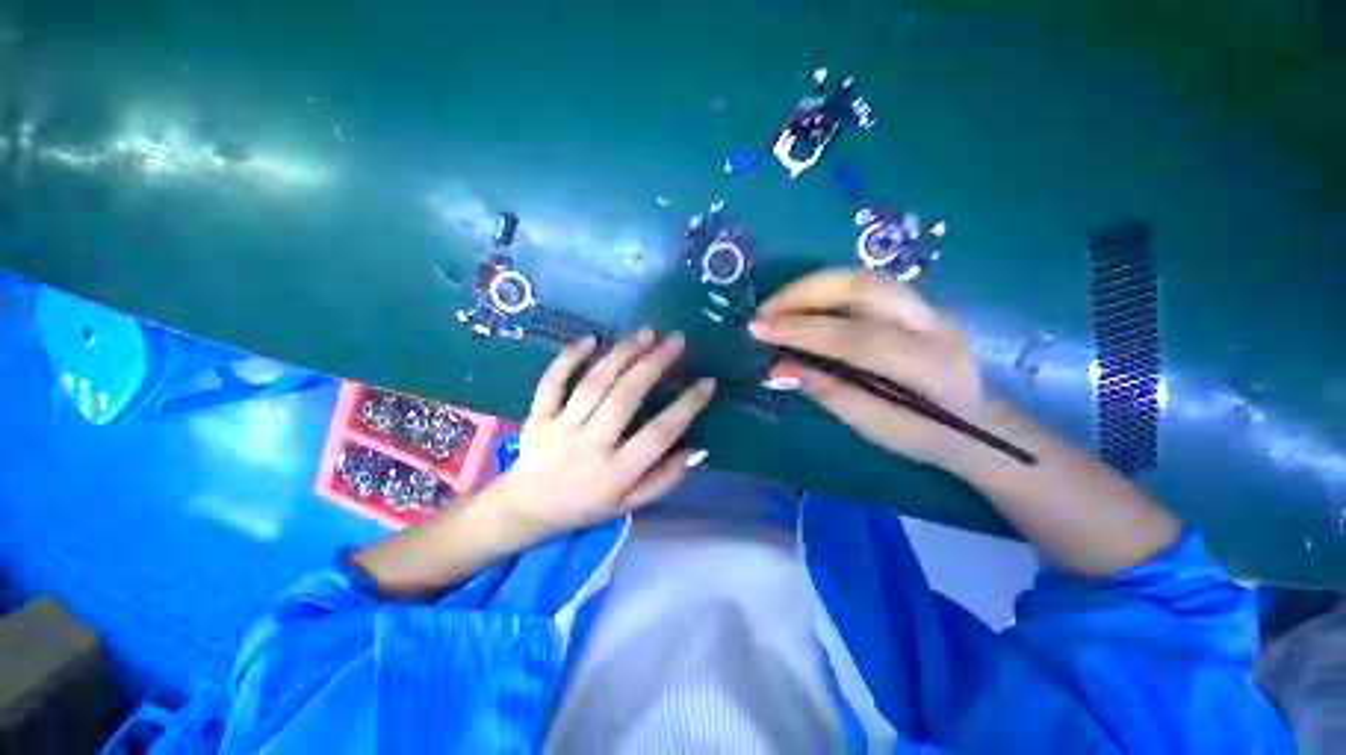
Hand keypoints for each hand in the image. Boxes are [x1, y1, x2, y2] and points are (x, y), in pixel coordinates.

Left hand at [493, 329, 715, 539]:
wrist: (526, 509)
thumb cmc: (585, 507)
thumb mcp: (630, 505)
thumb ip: (664, 479)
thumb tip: (696, 449)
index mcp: (616, 472)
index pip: (659, 434)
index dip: (687, 406)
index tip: (707, 382)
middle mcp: (590, 445)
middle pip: (625, 397)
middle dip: (654, 364)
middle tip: (676, 340)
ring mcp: (560, 428)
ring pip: (593, 383)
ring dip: (621, 354)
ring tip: (646, 333)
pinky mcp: (537, 417)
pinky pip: (551, 382)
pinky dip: (568, 358)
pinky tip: (590, 339)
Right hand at [749, 270, 983, 467]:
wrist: (983, 426)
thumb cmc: (927, 436)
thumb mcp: (875, 427)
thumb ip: (829, 392)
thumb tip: (779, 368)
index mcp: (926, 365)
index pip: (855, 337)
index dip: (801, 330)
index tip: (758, 329)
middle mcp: (932, 323)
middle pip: (864, 286)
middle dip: (805, 292)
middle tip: (766, 310)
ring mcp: (928, 307)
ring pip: (864, 278)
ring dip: (813, 286)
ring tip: (778, 306)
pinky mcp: (917, 303)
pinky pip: (865, 285)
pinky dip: (827, 290)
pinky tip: (804, 305)